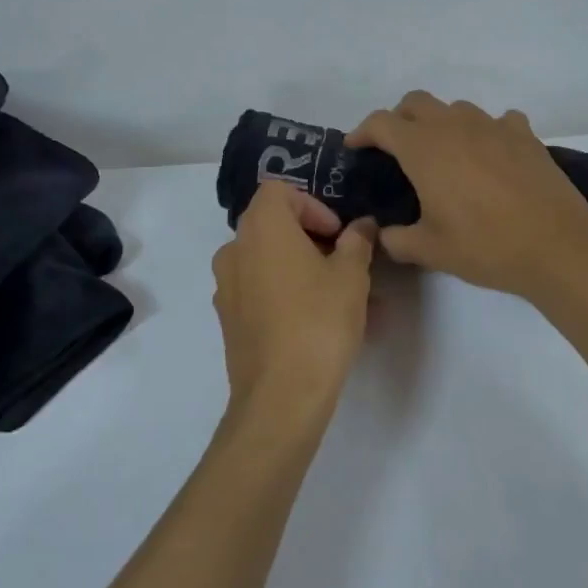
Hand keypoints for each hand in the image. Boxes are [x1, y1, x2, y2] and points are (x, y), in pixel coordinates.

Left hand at [212, 182, 376, 427]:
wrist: (280, 396)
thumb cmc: (319, 321)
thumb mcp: (352, 276)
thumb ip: (358, 241)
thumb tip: (361, 225)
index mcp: (261, 227)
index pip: (280, 191)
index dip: (314, 205)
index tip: (338, 234)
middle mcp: (235, 249)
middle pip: (274, 226)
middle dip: (314, 240)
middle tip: (347, 264)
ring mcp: (227, 286)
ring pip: (271, 263)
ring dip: (305, 270)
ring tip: (345, 299)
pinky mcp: (229, 319)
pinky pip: (261, 292)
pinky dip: (288, 295)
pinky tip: (321, 323)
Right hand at [348, 91, 587, 301]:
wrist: (557, 244)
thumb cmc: (485, 245)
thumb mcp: (430, 250)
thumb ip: (396, 239)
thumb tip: (382, 235)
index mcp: (423, 148)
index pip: (381, 123)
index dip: (362, 132)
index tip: (355, 148)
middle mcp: (454, 126)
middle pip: (416, 102)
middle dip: (399, 119)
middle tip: (396, 150)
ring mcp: (493, 125)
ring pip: (456, 109)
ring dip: (441, 123)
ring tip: (444, 155)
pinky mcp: (524, 135)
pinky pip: (497, 121)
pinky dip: (486, 132)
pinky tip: (490, 155)